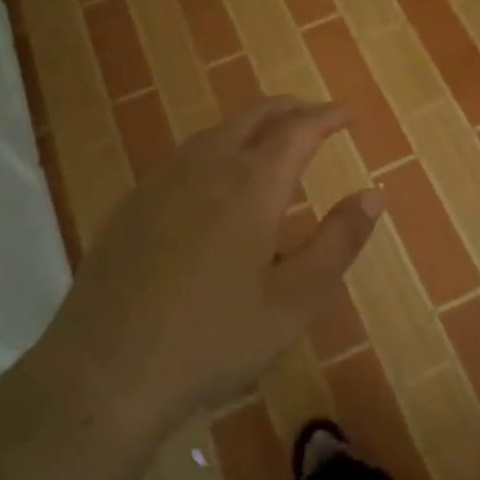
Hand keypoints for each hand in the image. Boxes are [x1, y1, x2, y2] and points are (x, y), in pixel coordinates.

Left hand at [42, 98, 382, 428]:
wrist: (106, 370)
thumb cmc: (214, 338)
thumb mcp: (295, 300)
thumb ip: (338, 241)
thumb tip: (373, 194)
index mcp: (251, 184)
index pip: (298, 129)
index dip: (327, 116)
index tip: (348, 116)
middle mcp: (206, 166)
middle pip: (253, 115)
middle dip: (289, 109)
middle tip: (314, 118)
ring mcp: (161, 181)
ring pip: (215, 132)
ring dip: (251, 128)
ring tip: (271, 147)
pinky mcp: (132, 203)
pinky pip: (185, 158)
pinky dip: (216, 151)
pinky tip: (214, 186)